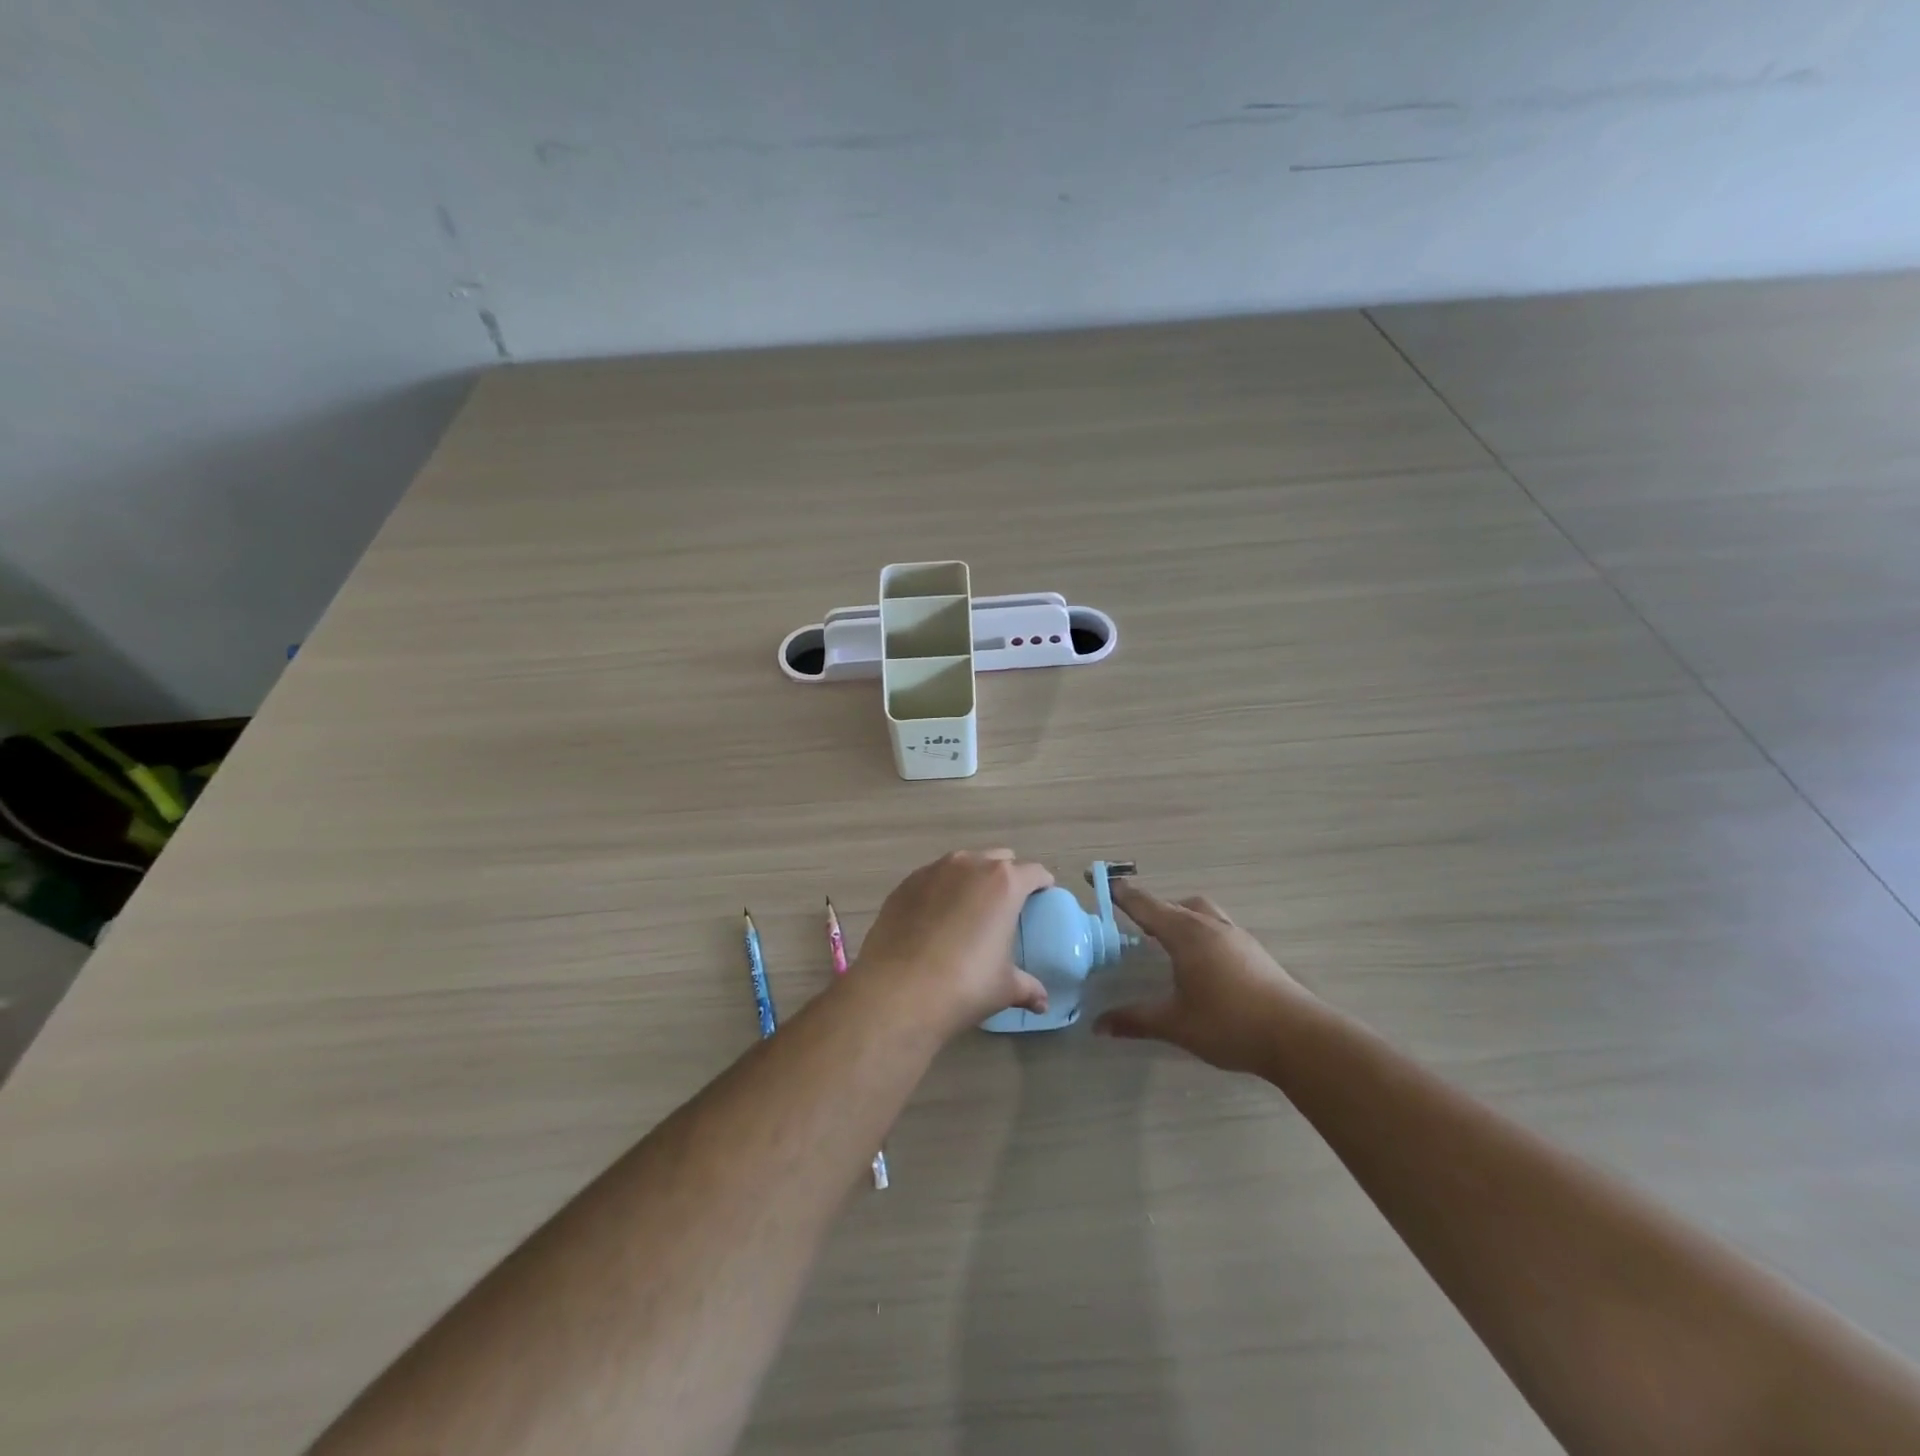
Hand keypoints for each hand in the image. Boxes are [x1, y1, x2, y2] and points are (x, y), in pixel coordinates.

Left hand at [853, 850, 1053, 1037]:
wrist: (898, 990)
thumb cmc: (964, 985)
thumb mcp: (1004, 988)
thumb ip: (1028, 987)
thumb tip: (1042, 1002)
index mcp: (1004, 883)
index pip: (1034, 872)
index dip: (1042, 884)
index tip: (1043, 897)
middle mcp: (970, 865)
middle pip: (998, 859)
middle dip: (1006, 876)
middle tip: (1006, 906)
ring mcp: (933, 870)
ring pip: (962, 865)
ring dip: (971, 880)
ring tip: (969, 911)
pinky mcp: (905, 884)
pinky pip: (932, 879)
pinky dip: (940, 891)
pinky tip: (935, 919)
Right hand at [1095, 882, 1313, 1074]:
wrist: (1296, 1036)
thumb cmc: (1229, 1024)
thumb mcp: (1176, 1024)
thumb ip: (1135, 1020)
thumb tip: (1098, 1026)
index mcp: (1186, 935)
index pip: (1146, 906)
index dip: (1122, 894)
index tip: (1102, 880)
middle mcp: (1209, 926)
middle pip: (1172, 905)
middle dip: (1149, 906)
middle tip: (1130, 916)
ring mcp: (1235, 936)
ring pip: (1199, 911)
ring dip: (1178, 914)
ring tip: (1165, 935)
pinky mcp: (1253, 950)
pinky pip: (1216, 925)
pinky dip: (1199, 927)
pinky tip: (1199, 955)